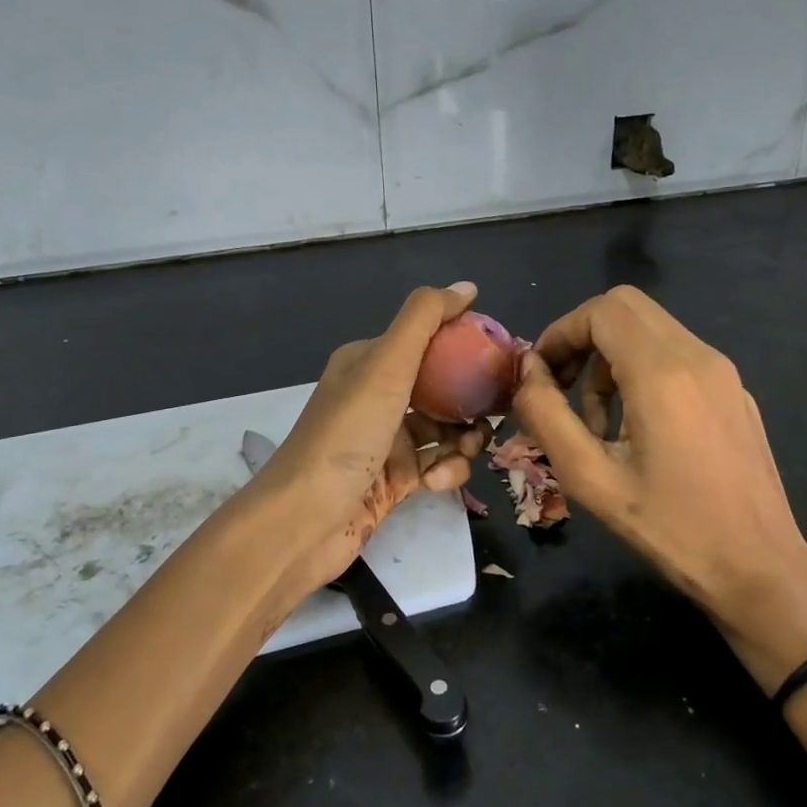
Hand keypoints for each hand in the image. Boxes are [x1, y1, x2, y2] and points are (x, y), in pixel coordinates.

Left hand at [248, 283, 490, 595]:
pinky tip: (435, 482)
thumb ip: (425, 320)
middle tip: (498, 411)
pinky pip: (436, 465)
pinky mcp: (394, 480)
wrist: (304, 519)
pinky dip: (444, 471)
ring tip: (468, 450)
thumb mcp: (386, 364)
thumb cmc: (347, 434)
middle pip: (442, 387)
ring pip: (445, 430)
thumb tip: (467, 287)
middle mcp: (377, 396)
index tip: (503, 360)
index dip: (466, 346)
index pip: (429, 340)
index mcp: (369, 361)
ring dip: (464, 439)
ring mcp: (386, 440)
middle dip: (472, 399)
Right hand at [511, 285, 806, 690]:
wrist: (761, 570)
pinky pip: (677, 356)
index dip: (561, 332)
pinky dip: (642, 371)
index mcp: (663, 373)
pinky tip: (638, 431)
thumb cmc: (671, 529)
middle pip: (627, 307)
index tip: (540, 375)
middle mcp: (698, 357)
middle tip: (562, 389)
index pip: (601, 310)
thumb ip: (546, 415)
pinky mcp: (735, 392)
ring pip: (651, 329)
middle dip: (583, 338)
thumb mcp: (590, 478)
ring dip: (611, 359)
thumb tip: (527, 370)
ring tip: (598, 424)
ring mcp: (723, 373)